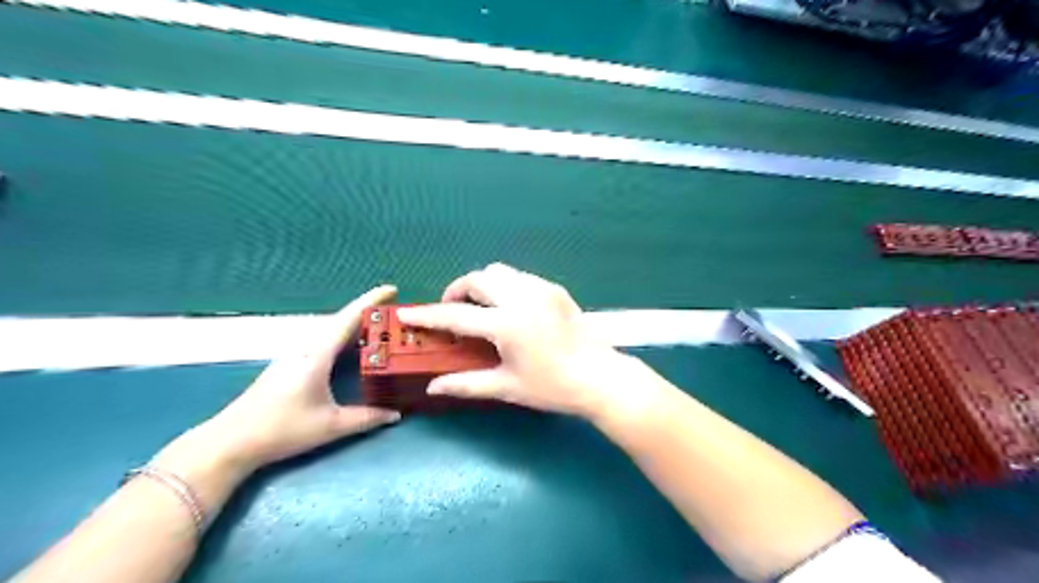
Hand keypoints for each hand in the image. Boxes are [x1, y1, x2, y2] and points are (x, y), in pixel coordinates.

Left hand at [193, 286, 400, 470]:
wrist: (230, 442)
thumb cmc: (282, 429)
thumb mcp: (331, 426)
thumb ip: (366, 418)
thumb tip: (396, 414)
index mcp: (317, 355)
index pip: (349, 319)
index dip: (371, 301)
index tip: (392, 289)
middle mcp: (306, 349)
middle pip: (341, 322)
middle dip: (369, 313)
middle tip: (395, 314)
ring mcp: (295, 356)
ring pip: (331, 333)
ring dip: (355, 327)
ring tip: (380, 330)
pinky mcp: (289, 366)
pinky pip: (323, 344)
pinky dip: (343, 340)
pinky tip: (352, 351)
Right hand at [399, 261, 636, 418]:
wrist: (601, 378)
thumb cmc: (553, 388)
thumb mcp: (507, 387)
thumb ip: (466, 383)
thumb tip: (433, 387)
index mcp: (507, 324)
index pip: (457, 316)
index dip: (428, 315)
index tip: (407, 313)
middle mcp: (522, 297)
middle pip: (478, 278)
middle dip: (457, 290)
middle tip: (451, 311)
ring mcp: (541, 289)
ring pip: (500, 272)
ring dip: (482, 284)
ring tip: (479, 307)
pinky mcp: (555, 288)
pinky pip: (520, 277)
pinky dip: (504, 285)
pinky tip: (508, 307)